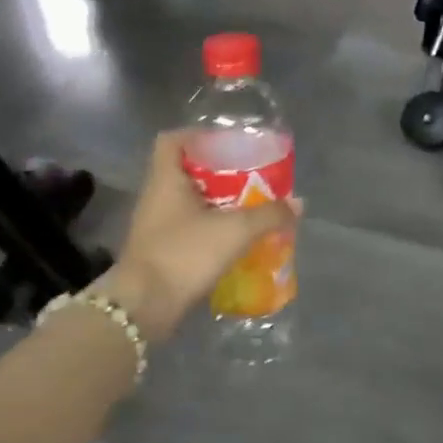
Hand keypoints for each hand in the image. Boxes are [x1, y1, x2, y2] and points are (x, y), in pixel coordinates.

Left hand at [88, 132, 300, 344]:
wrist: (144, 307)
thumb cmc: (185, 253)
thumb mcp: (235, 230)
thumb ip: (269, 214)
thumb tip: (298, 204)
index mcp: (165, 180)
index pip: (171, 140)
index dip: (197, 135)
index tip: (226, 144)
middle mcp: (156, 198)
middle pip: (185, 172)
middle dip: (218, 173)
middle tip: (250, 178)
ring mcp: (155, 227)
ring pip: (189, 203)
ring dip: (217, 204)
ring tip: (249, 208)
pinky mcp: (160, 252)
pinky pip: (188, 230)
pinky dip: (211, 230)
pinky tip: (235, 240)